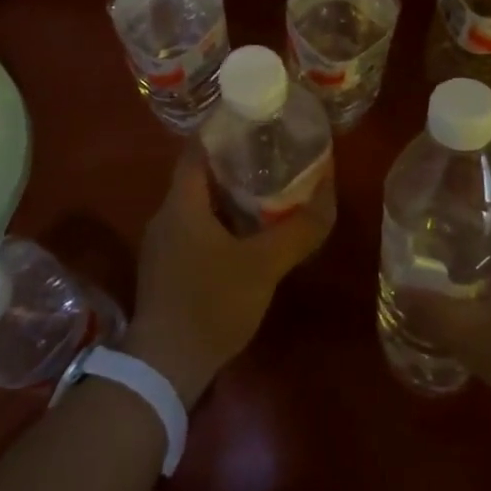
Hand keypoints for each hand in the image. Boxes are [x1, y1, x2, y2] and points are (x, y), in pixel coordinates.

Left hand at [122, 148, 334, 406]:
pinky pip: (195, 231)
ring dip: (228, 197)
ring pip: (198, 206)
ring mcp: (162, 245)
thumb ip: (298, 230)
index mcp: (181, 203)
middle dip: (235, 164)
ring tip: (267, 192)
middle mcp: (165, 216)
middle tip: (273, 157)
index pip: (198, 148)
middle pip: (199, 176)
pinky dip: (220, 224)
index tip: (256, 123)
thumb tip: (328, 195)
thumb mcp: (263, 265)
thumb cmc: (210, 303)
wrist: (164, 367)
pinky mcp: (165, 270)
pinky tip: (246, 236)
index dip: (225, 131)